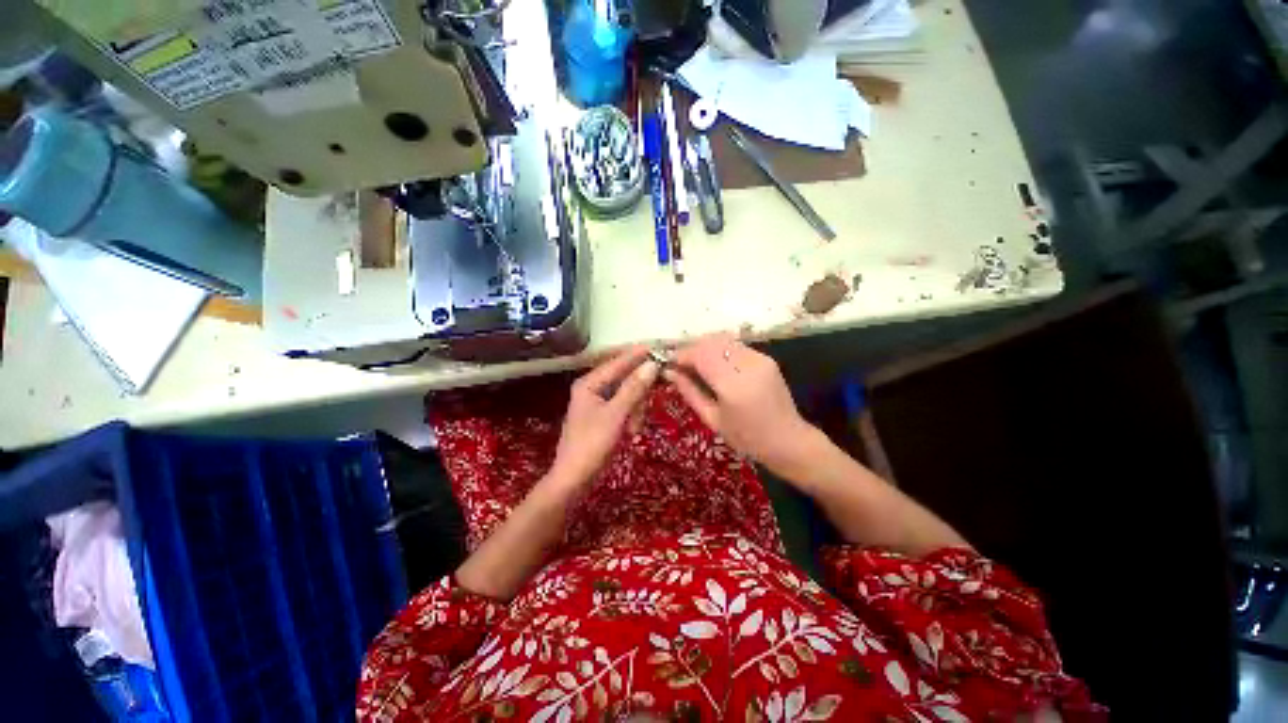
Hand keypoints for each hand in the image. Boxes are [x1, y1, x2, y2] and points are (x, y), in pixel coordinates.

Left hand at [550, 347, 659, 489]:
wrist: (574, 480)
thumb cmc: (591, 445)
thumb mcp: (616, 415)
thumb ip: (633, 388)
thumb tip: (652, 364)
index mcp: (589, 383)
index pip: (618, 362)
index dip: (639, 354)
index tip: (660, 346)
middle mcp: (593, 388)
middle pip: (624, 377)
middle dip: (639, 391)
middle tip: (656, 393)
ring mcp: (598, 402)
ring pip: (627, 393)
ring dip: (636, 409)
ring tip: (634, 429)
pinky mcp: (604, 416)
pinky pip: (625, 407)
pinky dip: (631, 417)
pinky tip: (631, 432)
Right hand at [665, 334, 814, 473]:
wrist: (788, 441)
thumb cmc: (746, 438)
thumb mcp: (712, 419)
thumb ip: (690, 392)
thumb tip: (669, 372)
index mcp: (734, 386)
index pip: (701, 355)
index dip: (682, 355)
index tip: (669, 363)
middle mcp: (748, 365)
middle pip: (712, 341)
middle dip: (692, 348)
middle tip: (681, 364)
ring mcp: (760, 358)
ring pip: (723, 339)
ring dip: (705, 347)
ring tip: (695, 364)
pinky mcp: (766, 358)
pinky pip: (735, 345)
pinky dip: (719, 350)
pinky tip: (714, 364)